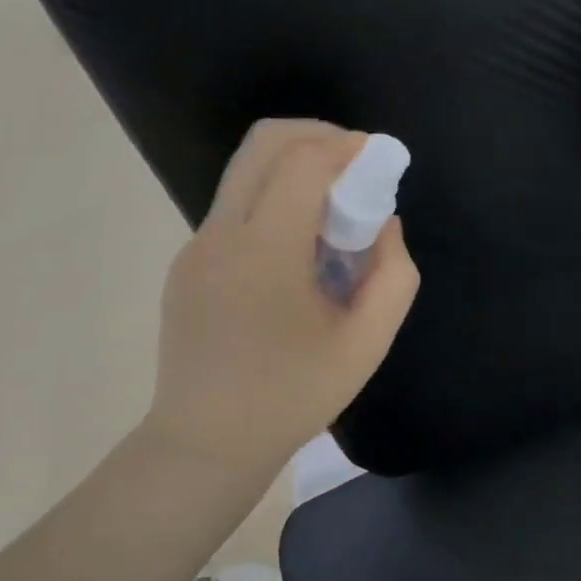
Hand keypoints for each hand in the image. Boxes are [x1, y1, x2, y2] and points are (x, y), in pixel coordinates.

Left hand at [146, 119, 419, 489]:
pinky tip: (298, 252)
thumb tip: (383, 226)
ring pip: (246, 172)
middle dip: (318, 136)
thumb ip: (393, 275)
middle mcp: (221, 234)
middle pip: (264, 143)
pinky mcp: (188, 264)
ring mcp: (196, 247)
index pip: (303, 162)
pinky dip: (274, 201)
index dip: (347, 146)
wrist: (206, 444)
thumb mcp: (366, 343)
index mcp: (264, 252)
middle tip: (356, 165)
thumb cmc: (292, 396)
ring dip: (295, 169)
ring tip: (333, 212)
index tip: (379, 160)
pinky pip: (236, 208)